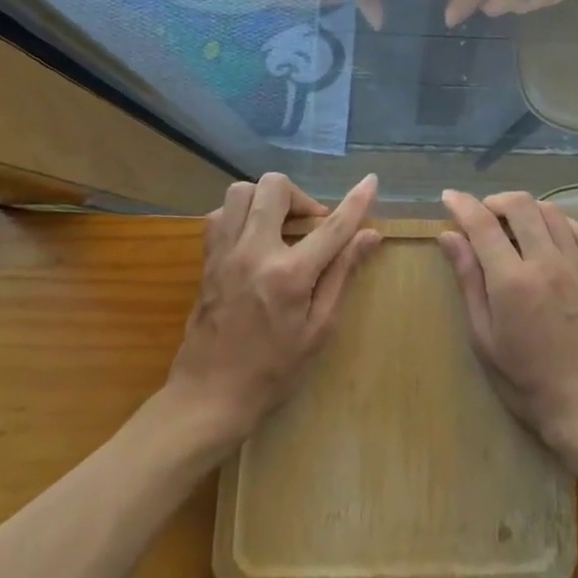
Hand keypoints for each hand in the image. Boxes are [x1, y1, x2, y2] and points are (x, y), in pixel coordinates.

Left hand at [168, 173, 381, 444]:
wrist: (208, 397)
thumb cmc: (273, 371)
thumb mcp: (319, 329)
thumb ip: (342, 274)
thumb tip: (370, 235)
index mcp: (289, 275)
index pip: (331, 226)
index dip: (356, 200)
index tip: (371, 181)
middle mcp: (254, 253)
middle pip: (275, 188)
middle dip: (300, 196)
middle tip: (311, 226)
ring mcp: (224, 253)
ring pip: (242, 191)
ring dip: (267, 200)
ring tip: (280, 227)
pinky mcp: (207, 259)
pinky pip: (220, 213)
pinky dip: (241, 213)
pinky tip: (254, 237)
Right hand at [438, 190, 577, 458]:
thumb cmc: (525, 381)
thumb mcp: (483, 337)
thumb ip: (468, 280)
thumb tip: (449, 236)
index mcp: (513, 281)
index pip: (483, 224)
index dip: (462, 204)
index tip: (448, 197)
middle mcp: (547, 262)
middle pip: (521, 205)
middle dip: (495, 200)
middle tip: (480, 216)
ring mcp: (576, 265)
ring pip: (550, 211)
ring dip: (526, 208)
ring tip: (511, 226)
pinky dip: (557, 221)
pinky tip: (547, 235)